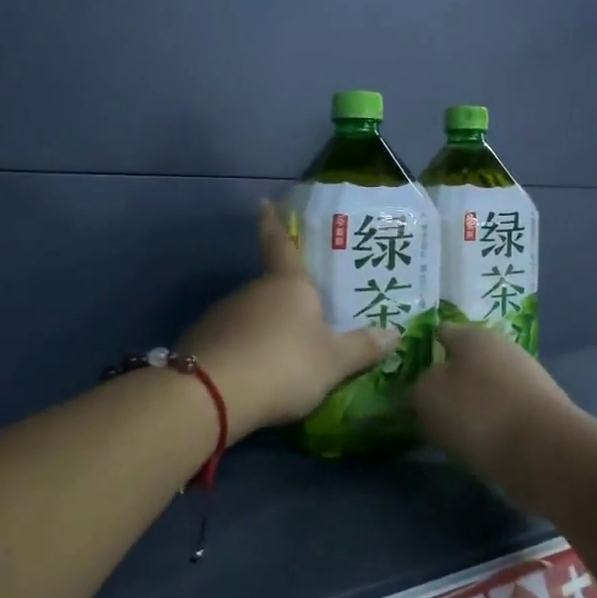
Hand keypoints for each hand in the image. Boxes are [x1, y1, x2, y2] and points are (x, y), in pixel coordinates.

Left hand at [179, 203, 397, 439]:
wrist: (211, 395)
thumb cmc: (284, 364)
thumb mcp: (334, 361)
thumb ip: (362, 347)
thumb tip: (395, 334)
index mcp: (288, 284)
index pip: (280, 243)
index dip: (274, 222)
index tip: (263, 202)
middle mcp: (253, 290)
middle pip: (272, 287)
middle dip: (286, 299)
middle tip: (308, 313)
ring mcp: (222, 315)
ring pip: (251, 315)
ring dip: (266, 328)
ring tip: (285, 354)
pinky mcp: (201, 343)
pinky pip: (233, 340)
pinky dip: (245, 351)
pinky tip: (256, 374)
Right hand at [412, 323, 577, 510]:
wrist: (544, 452)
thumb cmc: (477, 412)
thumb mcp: (427, 395)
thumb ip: (416, 388)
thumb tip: (422, 391)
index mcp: (473, 334)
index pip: (441, 332)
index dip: (422, 349)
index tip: (405, 372)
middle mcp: (502, 348)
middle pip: (463, 361)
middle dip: (445, 380)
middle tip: (422, 405)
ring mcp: (525, 379)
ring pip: (483, 387)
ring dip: (466, 404)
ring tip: (444, 430)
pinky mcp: (538, 410)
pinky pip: (500, 412)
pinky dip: (486, 424)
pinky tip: (474, 442)